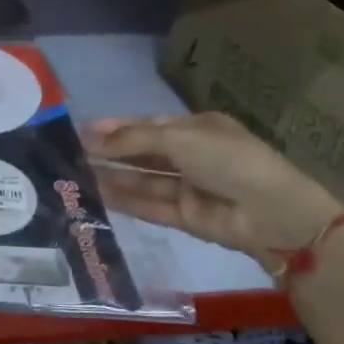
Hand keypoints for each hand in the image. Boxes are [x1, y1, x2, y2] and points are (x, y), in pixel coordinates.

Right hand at [83, 111, 343, 258]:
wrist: (272, 213)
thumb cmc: (228, 159)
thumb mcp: (180, 139)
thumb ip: (135, 140)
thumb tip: (93, 137)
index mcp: (197, 128)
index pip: (149, 125)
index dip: (118, 127)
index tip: (83, 129)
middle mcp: (192, 156)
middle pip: (144, 153)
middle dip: (112, 152)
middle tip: (72, 153)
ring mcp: (189, 187)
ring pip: (144, 180)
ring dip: (114, 176)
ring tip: (78, 174)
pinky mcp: (186, 217)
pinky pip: (151, 205)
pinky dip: (126, 200)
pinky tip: (99, 194)